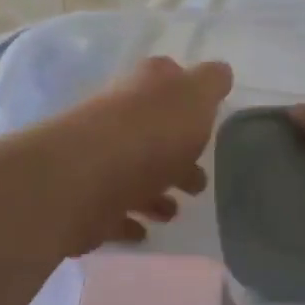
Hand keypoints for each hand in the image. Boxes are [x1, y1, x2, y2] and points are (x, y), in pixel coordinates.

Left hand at [35, 56, 232, 256]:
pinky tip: (144, 232)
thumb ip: (211, 83)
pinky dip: (129, 220)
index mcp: (143, 87)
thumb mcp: (195, 96)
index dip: (187, 96)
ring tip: (173, 212)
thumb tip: (219, 72)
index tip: (207, 121)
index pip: (166, 79)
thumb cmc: (150, 132)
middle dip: (176, 157)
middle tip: (198, 183)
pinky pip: (113, 210)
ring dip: (154, 192)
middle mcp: (117, 117)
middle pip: (151, 134)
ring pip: (132, 174)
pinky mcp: (85, 199)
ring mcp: (97, 158)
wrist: (86, 178)